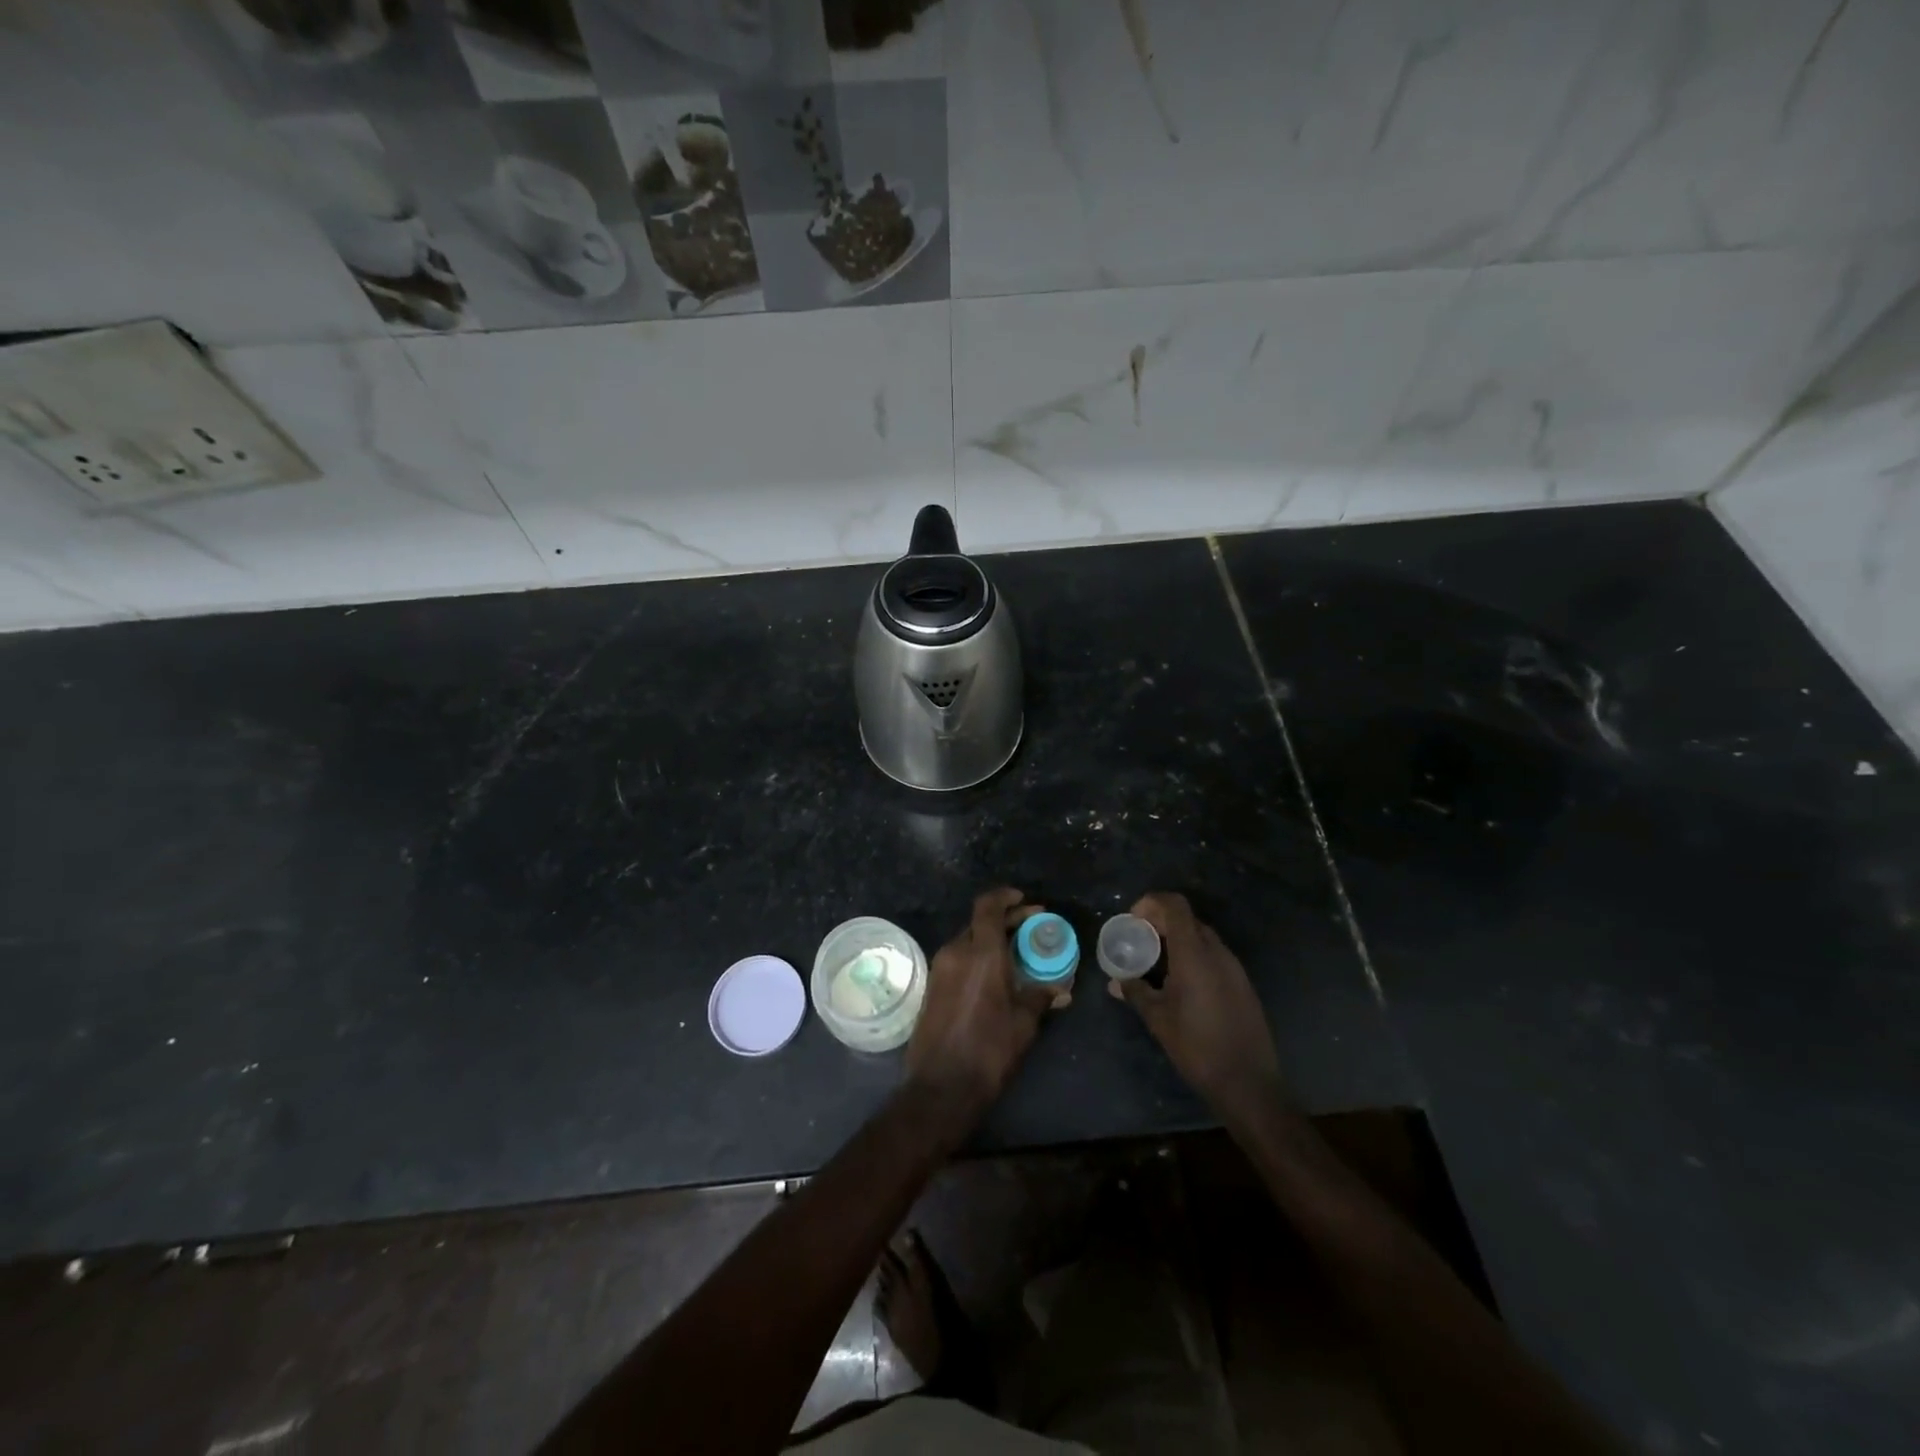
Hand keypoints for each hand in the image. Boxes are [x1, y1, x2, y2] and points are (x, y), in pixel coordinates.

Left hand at [905, 888, 1050, 1120]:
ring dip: (989, 940)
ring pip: (966, 940)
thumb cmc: (989, 1050)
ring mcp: (939, 969)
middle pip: (978, 922)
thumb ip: (1041, 997)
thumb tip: (1061, 990)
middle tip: (1029, 927)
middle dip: (1004, 920)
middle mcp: (955, 952)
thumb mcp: (1024, 1023)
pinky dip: (976, 957)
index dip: (1005, 897)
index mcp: (980, 953)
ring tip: (1015, 953)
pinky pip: (957, 959)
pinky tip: (994, 975)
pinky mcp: (932, 987)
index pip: (988, 906)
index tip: (1025, 901)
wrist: (941, 1086)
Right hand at [1109, 892, 1286, 1126]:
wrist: (1248, 1083)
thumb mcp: (1157, 1018)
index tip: (1133, 920)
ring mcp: (1234, 968)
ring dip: (1178, 942)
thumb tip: (1116, 981)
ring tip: (1157, 965)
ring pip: (1202, 938)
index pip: (1175, 906)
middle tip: (1139, 942)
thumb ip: (1135, 991)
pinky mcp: (1243, 984)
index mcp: (1194, 953)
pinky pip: (1214, 957)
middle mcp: (1217, 952)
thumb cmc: (1197, 1046)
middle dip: (1161, 923)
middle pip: (1188, 920)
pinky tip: (1181, 985)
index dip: (1152, 903)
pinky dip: (1194, 957)